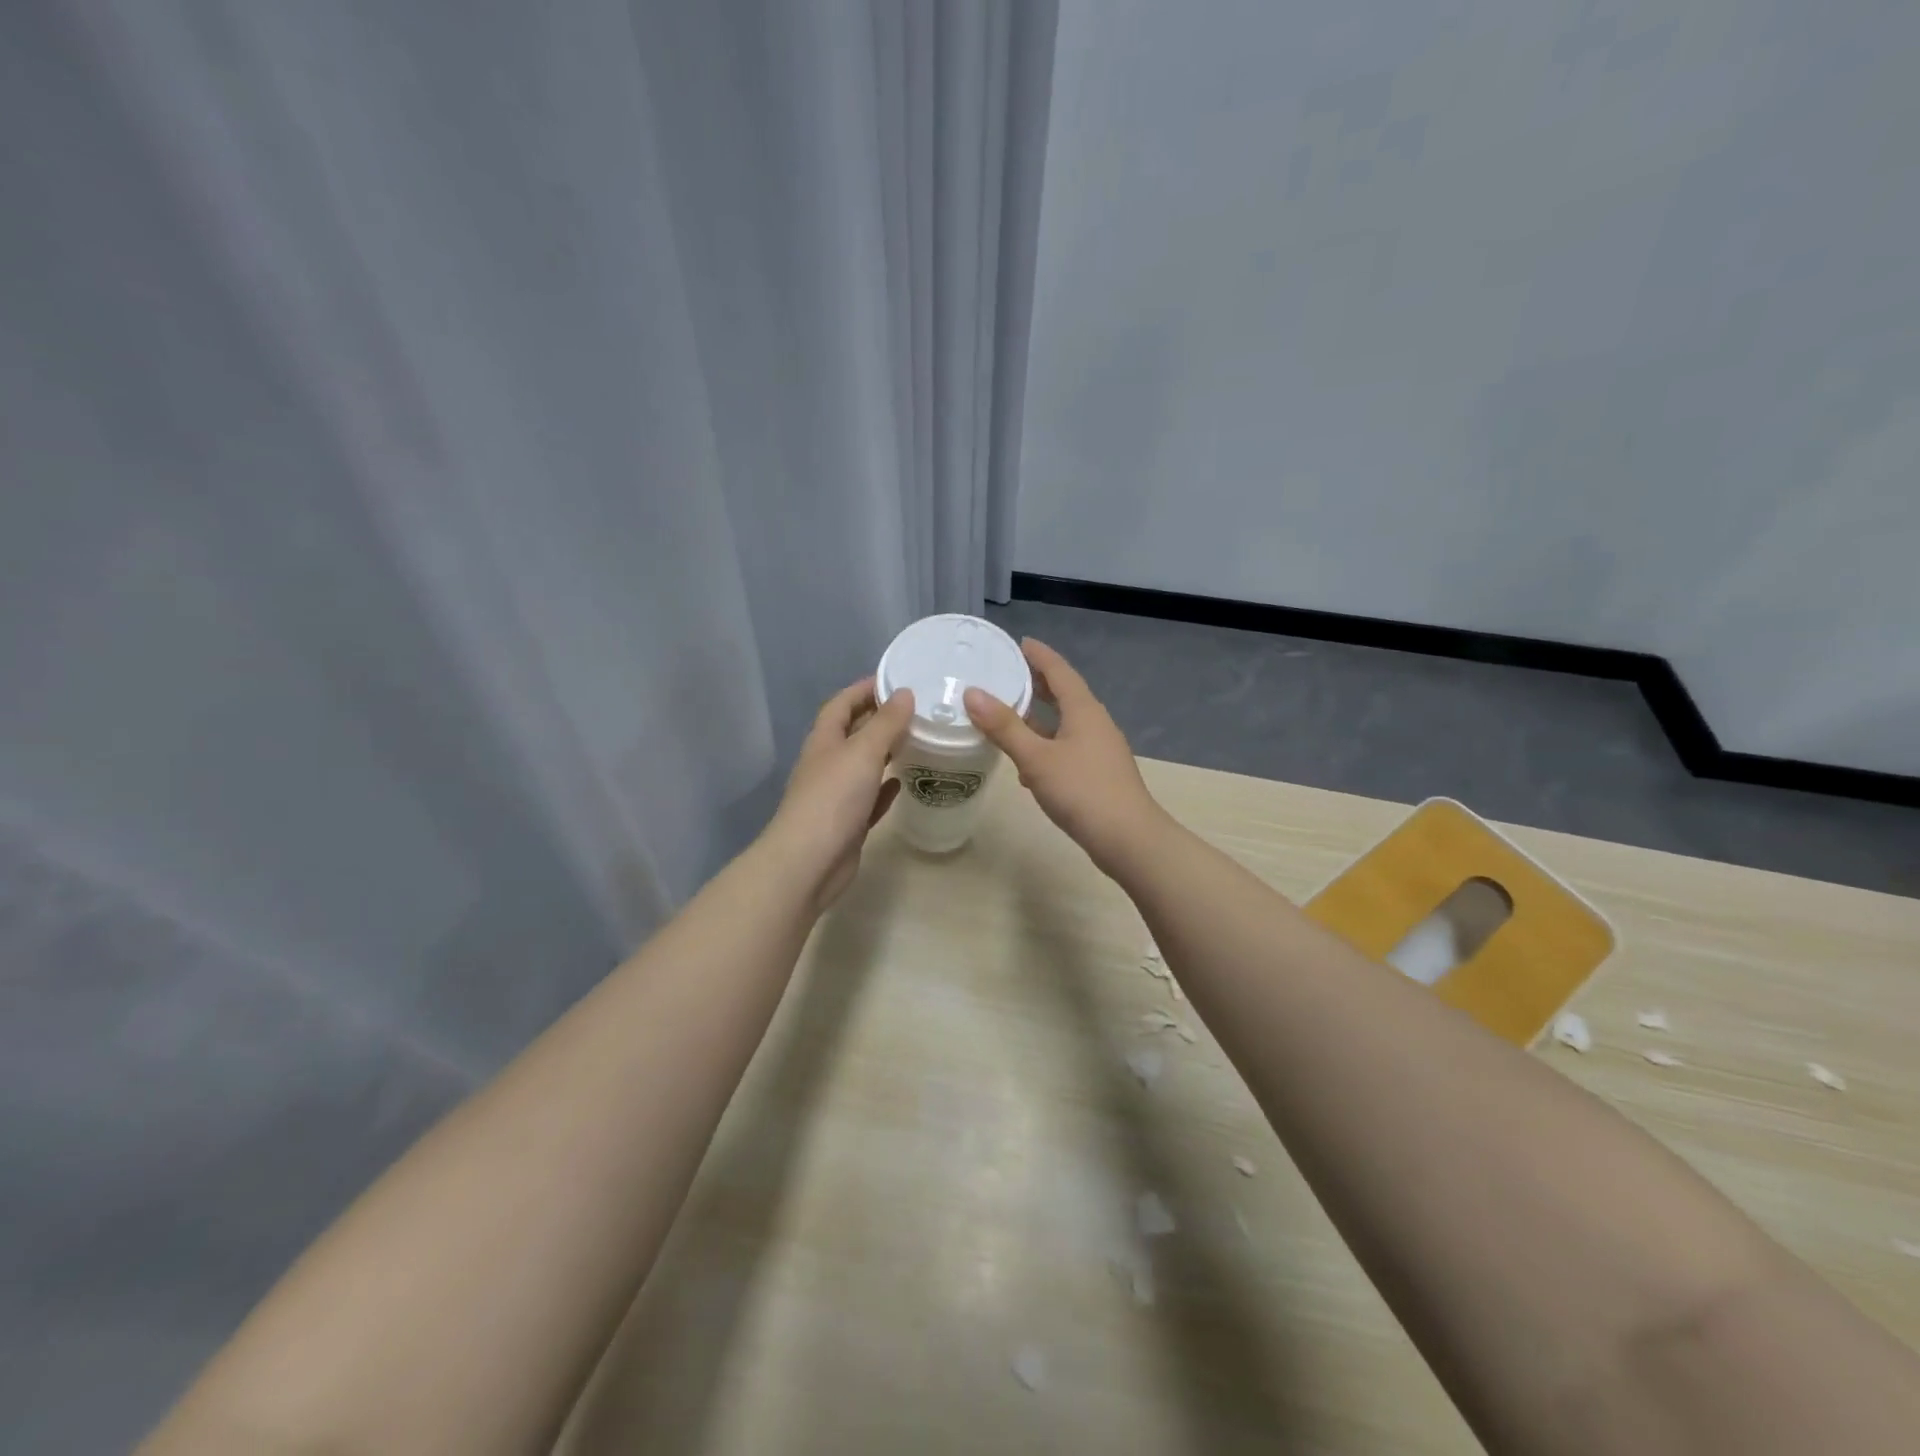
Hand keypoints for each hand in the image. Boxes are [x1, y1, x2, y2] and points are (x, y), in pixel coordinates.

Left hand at [767, 677, 915, 909]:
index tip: (893, 679)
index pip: (841, 704)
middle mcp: (827, 763)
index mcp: (824, 741)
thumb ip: (886, 723)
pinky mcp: (848, 822)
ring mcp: (836, 794)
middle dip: (877, 718)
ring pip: (862, 765)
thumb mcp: (863, 752)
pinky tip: (903, 782)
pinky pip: (870, 797)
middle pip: (852, 732)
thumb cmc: (834, 798)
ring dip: (884, 751)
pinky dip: (885, 786)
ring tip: (915, 739)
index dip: (863, 689)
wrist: (809, 862)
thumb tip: (904, 693)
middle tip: (913, 709)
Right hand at [963, 638, 1163, 873]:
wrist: (1128, 839)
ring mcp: (1098, 750)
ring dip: (1038, 718)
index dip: (1038, 655)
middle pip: (1064, 694)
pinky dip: (1044, 746)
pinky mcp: (1097, 774)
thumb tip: (972, 693)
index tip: (1019, 642)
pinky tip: (1026, 765)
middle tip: (1007, 674)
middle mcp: (1094, 723)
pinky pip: (1066, 748)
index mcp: (1083, 710)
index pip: (1059, 670)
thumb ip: (1004, 726)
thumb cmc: (1082, 791)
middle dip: (1037, 684)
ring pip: (1063, 724)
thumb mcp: (1036, 758)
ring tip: (1008, 715)